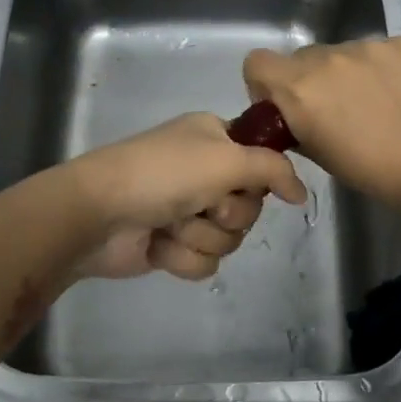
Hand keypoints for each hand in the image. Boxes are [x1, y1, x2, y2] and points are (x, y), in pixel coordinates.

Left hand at [67, 113, 307, 281]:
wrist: (98, 214)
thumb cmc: (163, 174)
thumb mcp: (226, 158)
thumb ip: (273, 169)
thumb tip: (302, 193)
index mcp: (214, 139)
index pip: (262, 162)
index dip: (257, 179)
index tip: (243, 183)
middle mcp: (204, 172)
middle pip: (249, 207)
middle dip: (226, 213)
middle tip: (201, 203)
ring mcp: (187, 210)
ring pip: (229, 238)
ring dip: (201, 236)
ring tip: (171, 224)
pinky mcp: (173, 245)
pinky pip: (205, 262)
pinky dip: (183, 257)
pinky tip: (158, 245)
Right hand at [243, 37, 400, 214]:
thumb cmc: (372, 172)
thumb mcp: (318, 155)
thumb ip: (296, 124)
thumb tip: (294, 114)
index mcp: (299, 88)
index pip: (257, 62)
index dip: (265, 82)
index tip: (285, 104)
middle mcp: (328, 57)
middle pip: (303, 58)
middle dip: (312, 80)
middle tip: (338, 110)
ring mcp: (369, 45)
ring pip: (344, 53)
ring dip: (349, 73)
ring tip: (378, 104)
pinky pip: (381, 50)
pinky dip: (385, 68)